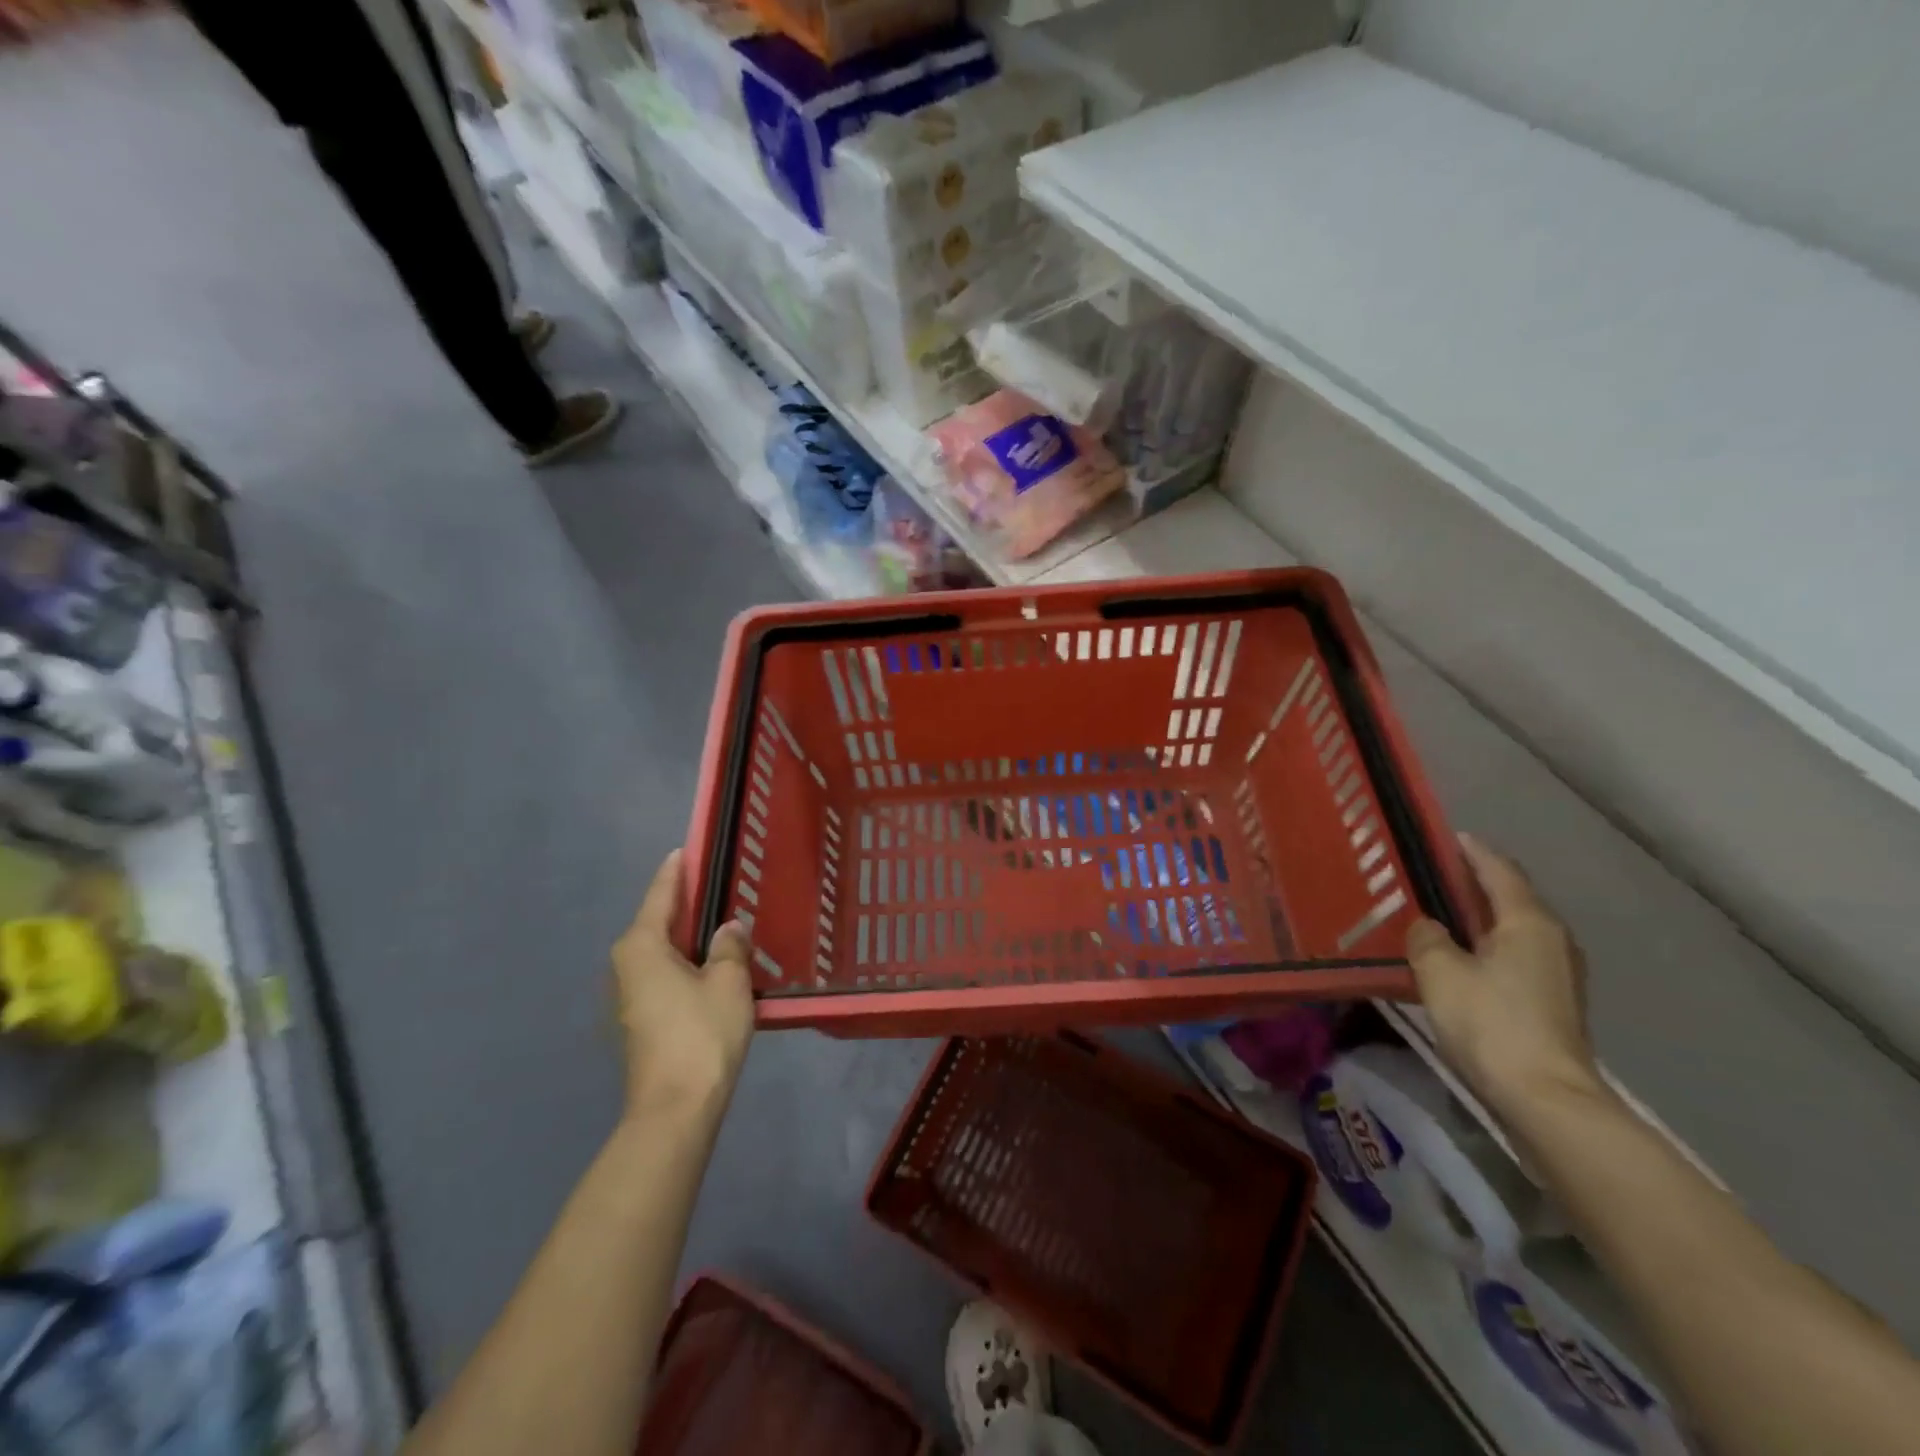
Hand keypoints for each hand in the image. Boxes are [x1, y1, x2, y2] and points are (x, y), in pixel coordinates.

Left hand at [612, 850, 754, 1121]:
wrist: (675, 1109)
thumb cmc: (701, 1034)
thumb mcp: (728, 982)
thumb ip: (730, 947)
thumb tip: (729, 929)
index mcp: (642, 946)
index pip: (661, 894)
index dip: (676, 871)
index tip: (686, 848)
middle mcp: (626, 965)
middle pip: (657, 923)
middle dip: (685, 905)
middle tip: (717, 885)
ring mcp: (628, 997)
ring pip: (661, 952)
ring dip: (687, 938)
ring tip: (721, 924)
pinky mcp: (638, 1021)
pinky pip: (663, 976)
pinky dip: (685, 964)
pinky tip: (711, 967)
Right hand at [1405, 835, 1602, 1112]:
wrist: (1545, 1097)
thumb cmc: (1490, 1021)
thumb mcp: (1439, 971)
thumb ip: (1427, 938)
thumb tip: (1429, 928)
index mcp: (1528, 922)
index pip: (1499, 871)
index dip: (1473, 851)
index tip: (1448, 835)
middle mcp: (1552, 940)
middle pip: (1511, 899)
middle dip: (1474, 884)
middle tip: (1433, 875)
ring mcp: (1559, 974)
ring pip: (1514, 930)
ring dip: (1481, 918)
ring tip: (1442, 914)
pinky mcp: (1553, 1003)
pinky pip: (1515, 956)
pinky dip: (1488, 945)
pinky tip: (1461, 956)